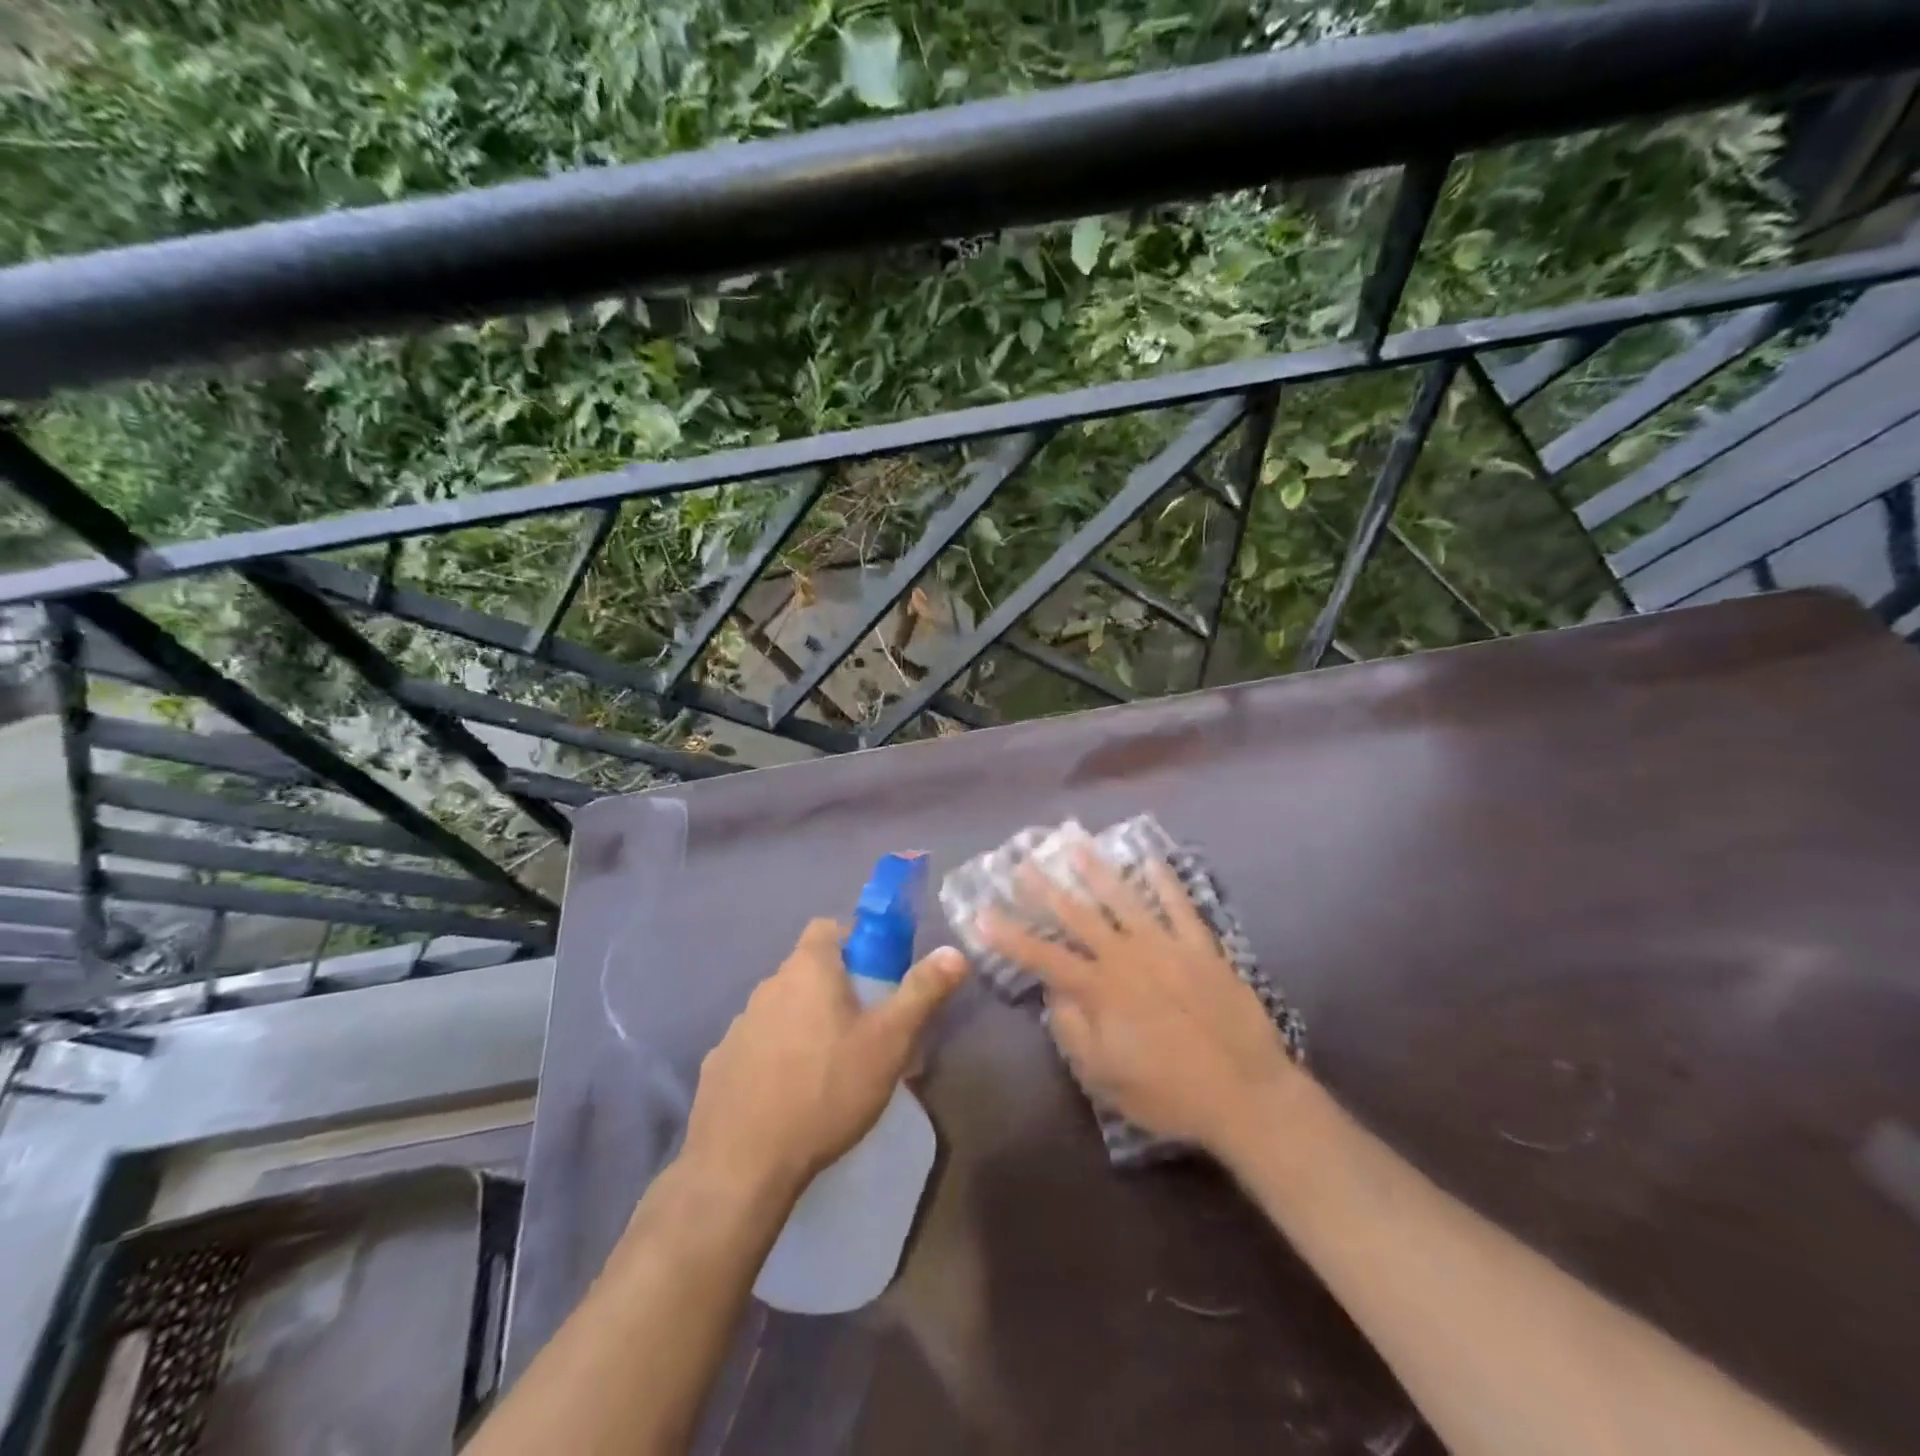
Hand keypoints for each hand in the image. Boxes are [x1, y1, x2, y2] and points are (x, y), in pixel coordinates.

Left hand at [682, 919, 968, 1201]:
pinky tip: (791, 1096)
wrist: (742, 1163)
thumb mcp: (889, 1041)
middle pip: (808, 971)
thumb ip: (922, 992)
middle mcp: (768, 986)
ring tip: (832, 1068)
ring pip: (783, 1010)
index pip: (828, 927)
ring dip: (805, 1024)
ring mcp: (738, 1026)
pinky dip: (776, 1058)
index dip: (856, 940)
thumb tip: (955, 952)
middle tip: (866, 1028)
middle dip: (837, 989)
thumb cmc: (826, 1089)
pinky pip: (757, 1047)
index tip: (879, 972)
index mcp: (808, 969)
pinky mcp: (719, 1065)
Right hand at [978, 849, 1297, 1161]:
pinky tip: (1151, 859)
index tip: (982, 913)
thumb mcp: (1104, 1078)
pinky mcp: (1201, 947)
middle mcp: (1127, 957)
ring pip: (1124, 898)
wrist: (1246, 1094)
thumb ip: (1073, 1031)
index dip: (1009, 935)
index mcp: (1100, 989)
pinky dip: (1164, 880)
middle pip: (1078, 915)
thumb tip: (1055, 994)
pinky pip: (1180, 905)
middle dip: (1045, 889)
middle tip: (1022, 862)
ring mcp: (1166, 946)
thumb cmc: (1168, 1092)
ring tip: (1075, 844)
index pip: (1043, 956)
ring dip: (1097, 870)